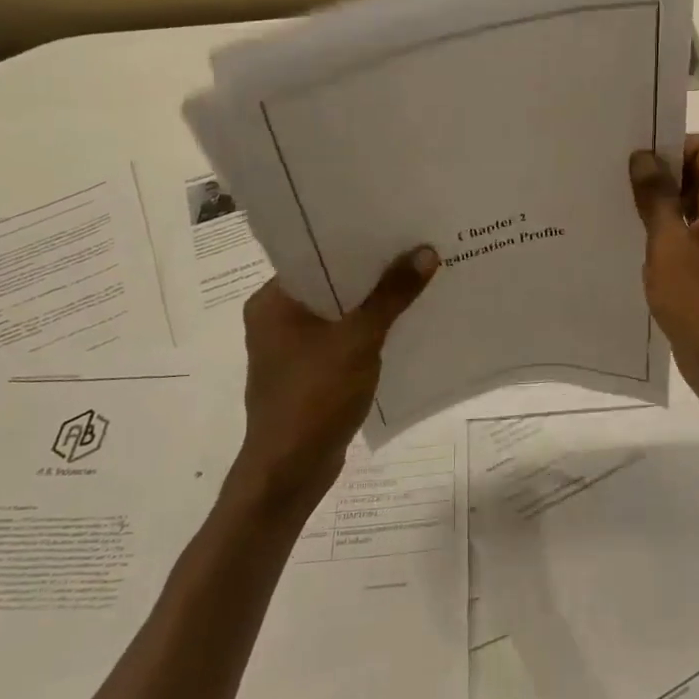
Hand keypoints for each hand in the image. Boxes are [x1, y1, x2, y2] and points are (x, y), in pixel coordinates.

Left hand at [234, 248, 437, 510]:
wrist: (290, 473)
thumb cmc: (314, 397)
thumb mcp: (358, 340)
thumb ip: (391, 296)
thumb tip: (425, 252)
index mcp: (273, 301)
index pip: (315, 255)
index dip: (355, 240)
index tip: (394, 225)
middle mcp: (276, 318)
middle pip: (331, 282)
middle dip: (372, 271)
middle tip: (415, 247)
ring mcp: (291, 349)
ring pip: (339, 312)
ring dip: (373, 303)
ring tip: (417, 278)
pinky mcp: (308, 373)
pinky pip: (342, 339)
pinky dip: (368, 331)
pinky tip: (404, 323)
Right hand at [629, 135, 698, 407]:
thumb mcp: (669, 246)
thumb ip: (657, 198)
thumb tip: (643, 157)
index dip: (670, 145)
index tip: (633, 159)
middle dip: (661, 174)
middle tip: (617, 180)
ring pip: (693, 204)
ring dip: (661, 204)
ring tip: (619, 208)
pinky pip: (691, 233)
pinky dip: (668, 231)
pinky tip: (635, 242)